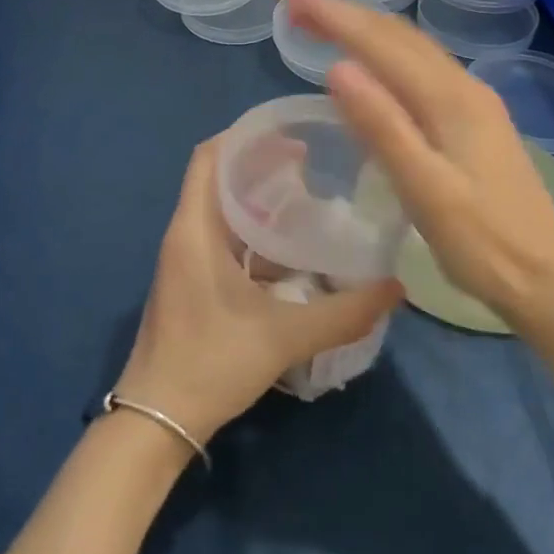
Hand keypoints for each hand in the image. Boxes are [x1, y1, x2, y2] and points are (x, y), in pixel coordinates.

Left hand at [116, 137, 402, 443]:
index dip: (244, 136)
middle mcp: (184, 233)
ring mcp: (184, 259)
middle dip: (259, 165)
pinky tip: (288, 251)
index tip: (289, 134)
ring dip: (256, 200)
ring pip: (219, 210)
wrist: (157, 419)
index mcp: (194, 228)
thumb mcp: (284, 336)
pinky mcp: (189, 281)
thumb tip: (396, 288)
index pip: (209, 156)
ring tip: (306, 199)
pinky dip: (251, 232)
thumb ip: (343, 313)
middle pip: (217, 178)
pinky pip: (220, 238)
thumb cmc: (212, 363)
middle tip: (310, 164)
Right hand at [281, 0, 553, 332]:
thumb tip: (336, 67)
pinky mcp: (472, 119)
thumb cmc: (484, 243)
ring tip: (318, 23)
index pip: (378, 41)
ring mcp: (470, 101)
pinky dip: (382, 51)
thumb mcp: (425, 190)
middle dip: (341, 12)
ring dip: (362, 28)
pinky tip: (368, 64)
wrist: (550, 280)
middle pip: (394, 34)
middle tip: (292, 3)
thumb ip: (382, 127)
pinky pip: (418, 66)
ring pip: (408, 46)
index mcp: (449, 98)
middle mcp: (461, 86)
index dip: (330, 13)